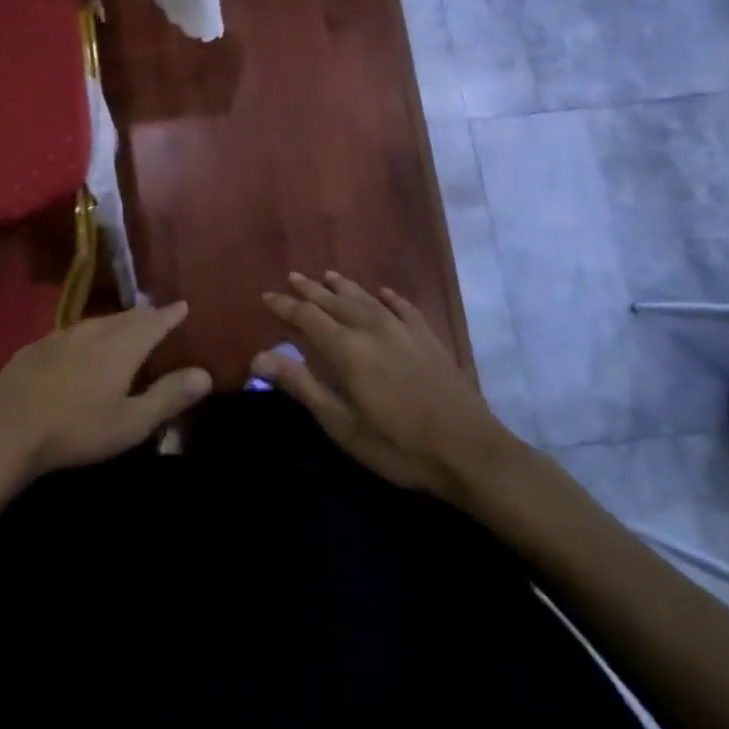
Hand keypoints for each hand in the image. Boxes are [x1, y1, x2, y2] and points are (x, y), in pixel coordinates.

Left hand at [0, 302, 212, 493]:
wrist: (6, 429)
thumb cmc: (76, 429)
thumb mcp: (130, 423)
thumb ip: (168, 396)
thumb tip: (205, 373)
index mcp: (122, 345)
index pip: (154, 321)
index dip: (171, 314)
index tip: (183, 305)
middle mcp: (95, 330)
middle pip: (127, 317)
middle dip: (146, 315)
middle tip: (158, 315)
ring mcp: (62, 335)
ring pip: (99, 321)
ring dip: (117, 322)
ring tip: (126, 325)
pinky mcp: (38, 346)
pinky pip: (74, 332)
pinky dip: (89, 333)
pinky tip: (82, 344)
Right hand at [252, 273, 527, 507]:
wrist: (470, 452)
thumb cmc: (399, 445)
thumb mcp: (342, 424)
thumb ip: (301, 386)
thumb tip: (258, 357)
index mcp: (347, 349)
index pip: (308, 318)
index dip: (286, 307)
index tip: (267, 296)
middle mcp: (372, 329)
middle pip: (335, 302)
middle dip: (311, 290)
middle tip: (294, 277)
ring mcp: (404, 331)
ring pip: (367, 299)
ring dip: (345, 287)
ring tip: (329, 275)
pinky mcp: (430, 339)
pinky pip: (405, 308)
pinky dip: (390, 298)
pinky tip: (384, 293)